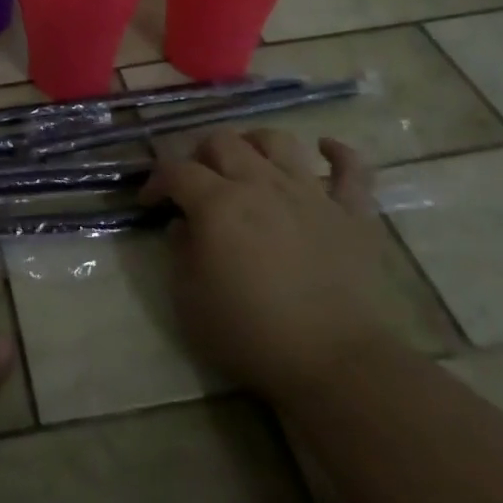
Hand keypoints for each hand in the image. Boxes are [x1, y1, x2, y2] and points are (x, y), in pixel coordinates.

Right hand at [144, 128, 400, 406]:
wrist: (335, 361)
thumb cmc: (251, 333)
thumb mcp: (189, 299)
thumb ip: (180, 252)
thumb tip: (183, 226)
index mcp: (217, 204)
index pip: (176, 170)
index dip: (156, 181)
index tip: (150, 203)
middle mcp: (261, 184)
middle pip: (223, 141)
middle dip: (200, 154)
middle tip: (196, 181)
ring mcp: (310, 193)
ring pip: (278, 141)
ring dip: (255, 143)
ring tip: (247, 161)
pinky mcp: (352, 212)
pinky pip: (351, 167)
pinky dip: (338, 152)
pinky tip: (324, 148)